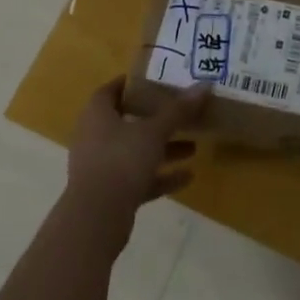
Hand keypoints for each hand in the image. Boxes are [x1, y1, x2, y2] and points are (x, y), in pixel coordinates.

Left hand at [66, 77, 209, 230]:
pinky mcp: (109, 193)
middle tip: (181, 112)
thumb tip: (205, 86)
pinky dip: (160, 176)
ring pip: (135, 151)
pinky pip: (138, 178)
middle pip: (128, 121)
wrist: (96, 219)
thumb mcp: (154, 131)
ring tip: (193, 147)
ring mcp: (101, 167)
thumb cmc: (121, 160)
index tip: (157, 80)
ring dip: (162, 149)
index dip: (132, 84)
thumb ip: (178, 110)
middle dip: (156, 119)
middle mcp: (95, 137)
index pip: (112, 90)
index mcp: (98, 114)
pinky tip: (187, 176)